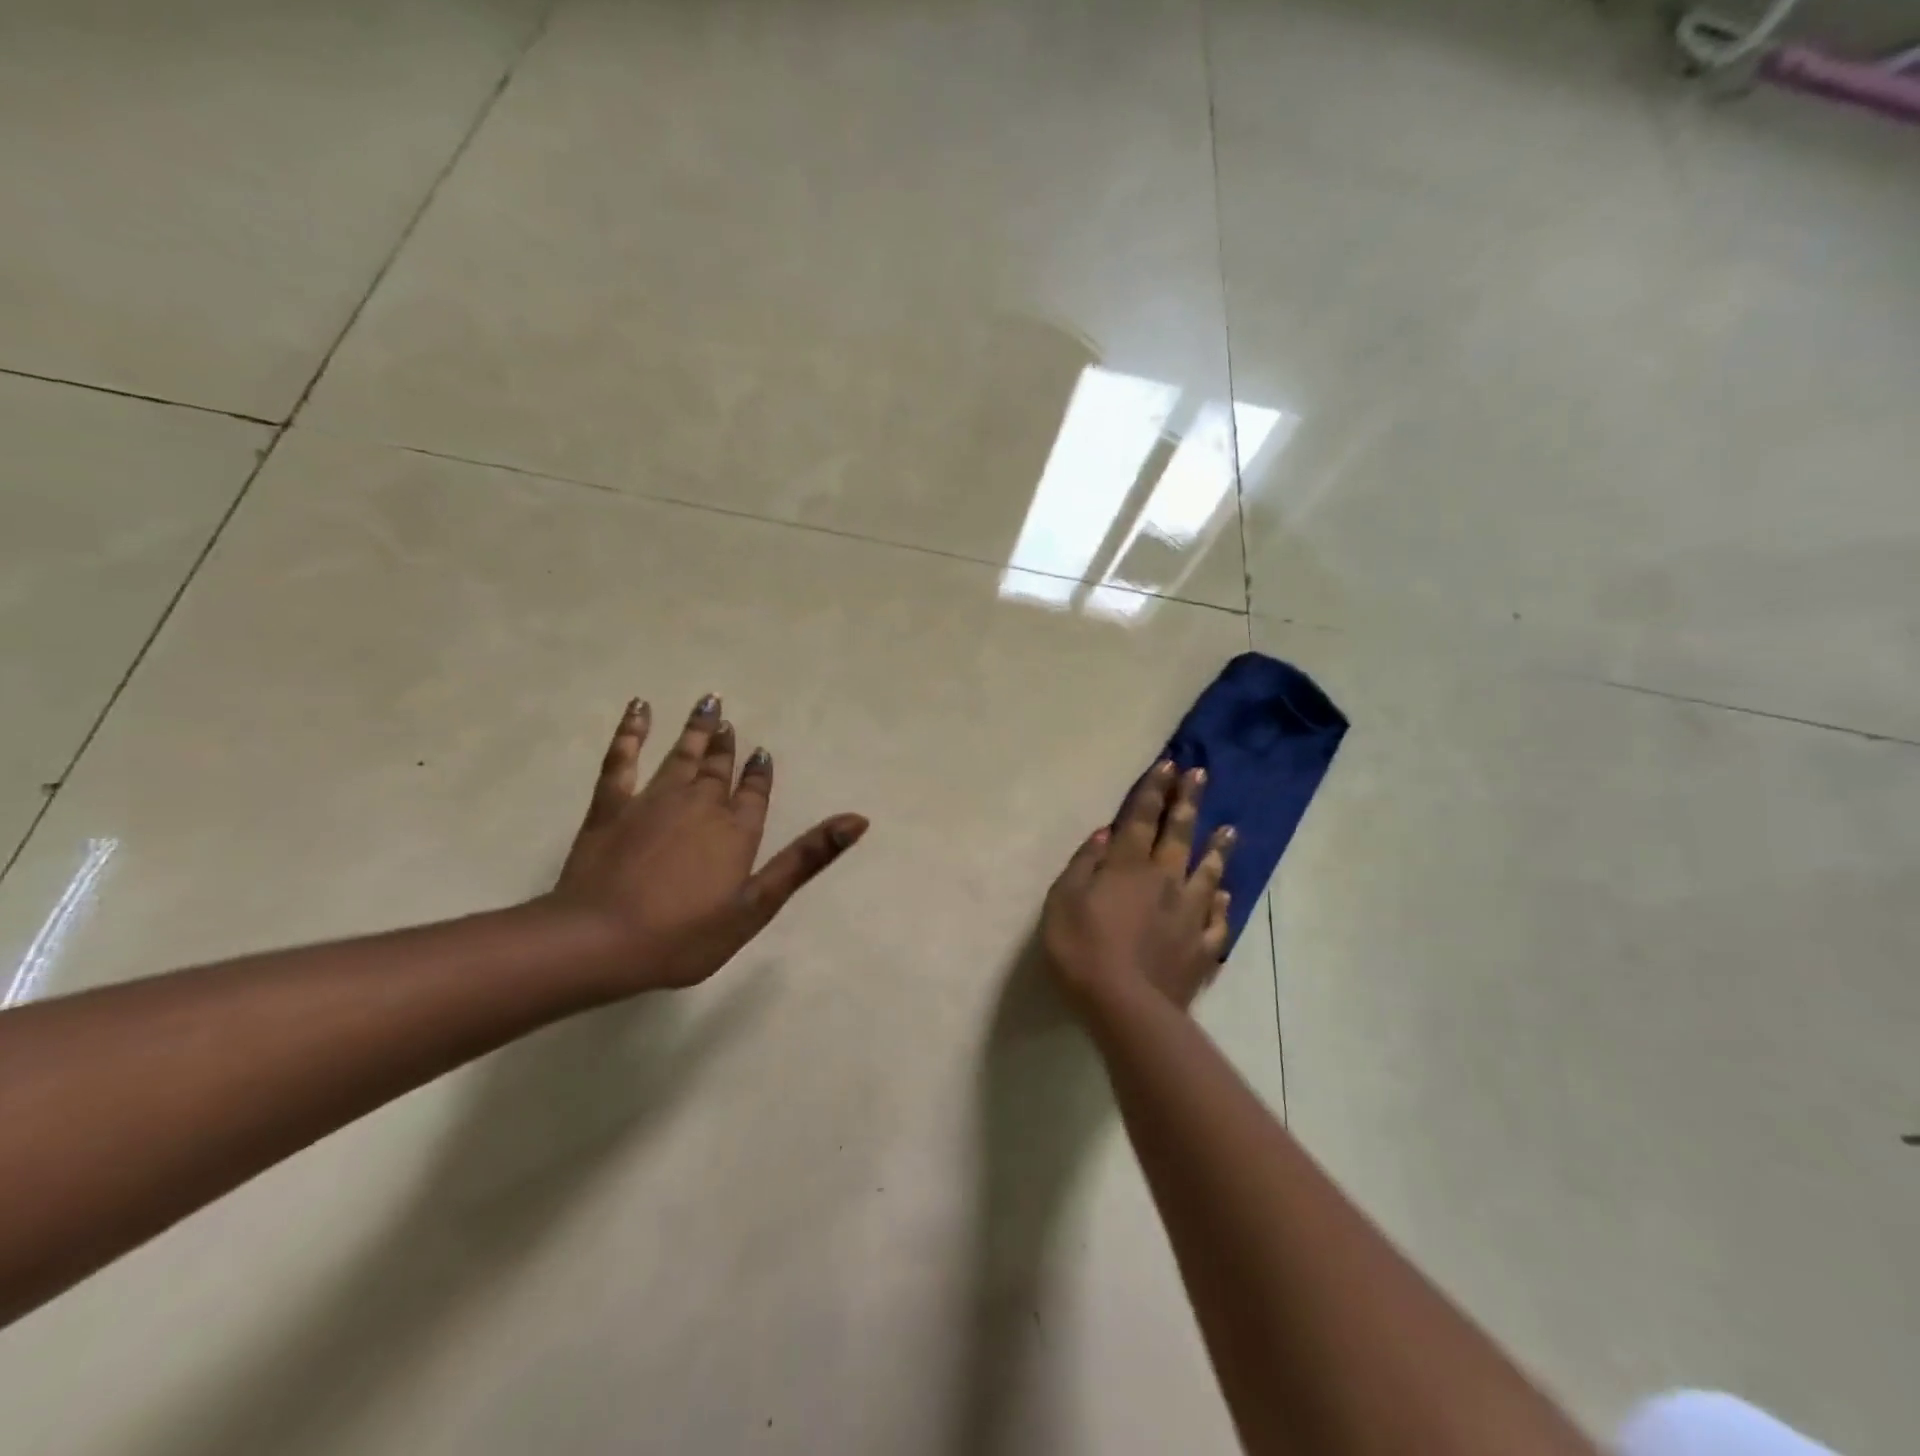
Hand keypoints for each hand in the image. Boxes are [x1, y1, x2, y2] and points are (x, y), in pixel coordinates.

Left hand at [545, 694, 868, 991]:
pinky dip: (631, 731)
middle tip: (727, 720)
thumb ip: (806, 859)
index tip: (762, 752)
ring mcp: (653, 800)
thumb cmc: (684, 935)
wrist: (600, 942)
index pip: (754, 793)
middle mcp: (700, 805)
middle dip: (726, 745)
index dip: (759, 773)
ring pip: (681, 756)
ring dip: (696, 729)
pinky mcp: (611, 805)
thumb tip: (858, 819)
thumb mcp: (757, 905)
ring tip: (708, 703)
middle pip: (718, 769)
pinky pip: (622, 758)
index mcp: (736, 831)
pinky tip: (640, 708)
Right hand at [1040, 760, 1233, 1016]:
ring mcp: (1189, 914)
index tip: (1169, 765)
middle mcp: (1165, 881)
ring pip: (1208, 873)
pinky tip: (1226, 896)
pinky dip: (1222, 905)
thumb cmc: (1081, 949)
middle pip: (1180, 834)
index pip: (1143, 818)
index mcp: (1128, 867)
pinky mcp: (1201, 948)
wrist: (1124, 1006)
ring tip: (1229, 828)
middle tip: (1201, 775)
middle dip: (1188, 802)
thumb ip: (1083, 864)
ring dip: (1217, 848)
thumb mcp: (1062, 901)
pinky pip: (1217, 921)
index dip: (1154, 790)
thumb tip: (1105, 834)